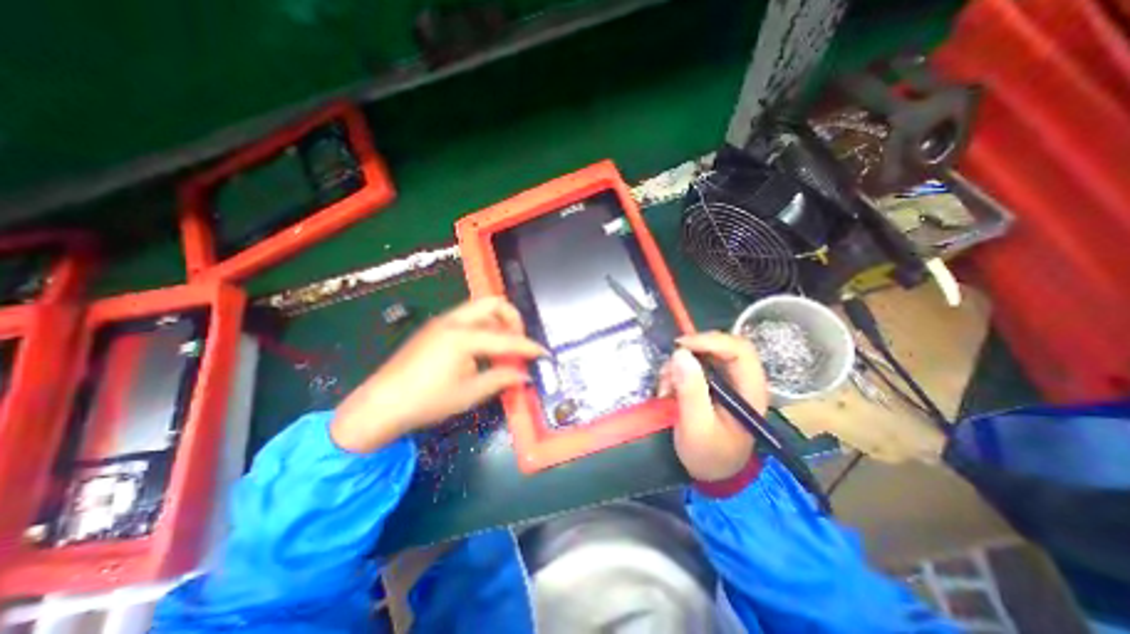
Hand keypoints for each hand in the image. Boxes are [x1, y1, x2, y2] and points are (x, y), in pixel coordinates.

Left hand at [332, 296, 548, 452]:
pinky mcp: (435, 328)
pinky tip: (483, 350)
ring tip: (503, 348)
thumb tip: (525, 375)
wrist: (380, 405)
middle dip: (513, 319)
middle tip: (519, 342)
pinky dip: (483, 328)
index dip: (528, 346)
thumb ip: (501, 379)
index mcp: (463, 337)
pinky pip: (468, 318)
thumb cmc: (427, 401)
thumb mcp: (470, 393)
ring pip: (480, 309)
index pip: (506, 338)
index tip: (544, 353)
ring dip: (498, 323)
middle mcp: (453, 321)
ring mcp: (442, 322)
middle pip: (493, 303)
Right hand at [665, 331, 768, 480]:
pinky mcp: (710, 386)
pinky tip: (667, 392)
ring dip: (679, 366)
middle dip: (690, 353)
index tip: (681, 347)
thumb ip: (691, 391)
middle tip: (669, 368)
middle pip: (720, 347)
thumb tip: (680, 354)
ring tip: (666, 389)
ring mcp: (725, 382)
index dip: (711, 340)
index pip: (739, 349)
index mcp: (750, 390)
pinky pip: (692, 367)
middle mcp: (740, 381)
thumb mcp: (697, 427)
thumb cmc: (709, 455)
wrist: (710, 474)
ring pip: (702, 355)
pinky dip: (676, 374)